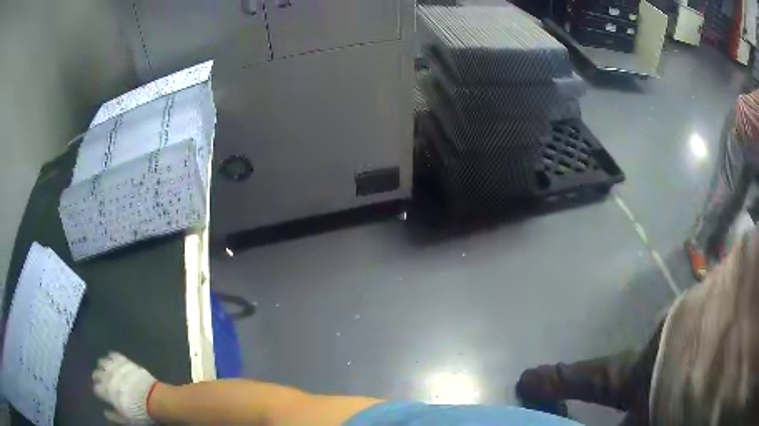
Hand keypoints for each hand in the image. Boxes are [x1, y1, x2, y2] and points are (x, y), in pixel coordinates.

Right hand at [92, 352, 158, 424]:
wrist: (152, 398)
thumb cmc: (138, 412)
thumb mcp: (126, 420)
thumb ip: (114, 416)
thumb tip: (105, 414)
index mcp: (106, 392)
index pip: (97, 389)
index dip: (98, 392)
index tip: (100, 393)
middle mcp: (107, 377)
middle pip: (97, 374)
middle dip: (97, 377)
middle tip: (99, 379)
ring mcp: (115, 367)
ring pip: (103, 362)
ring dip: (102, 365)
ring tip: (105, 368)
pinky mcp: (124, 361)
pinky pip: (114, 355)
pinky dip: (112, 356)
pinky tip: (113, 358)